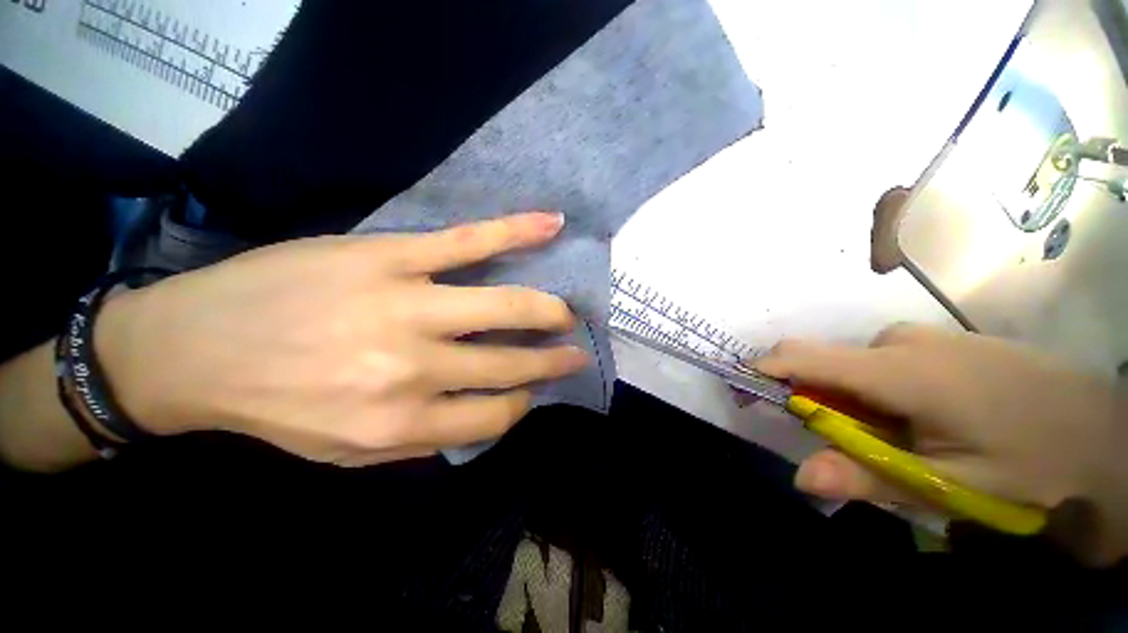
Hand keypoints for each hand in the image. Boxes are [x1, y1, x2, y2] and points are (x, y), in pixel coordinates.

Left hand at [95, 212, 588, 466]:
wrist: (191, 349)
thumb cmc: (274, 405)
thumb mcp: (347, 451)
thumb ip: (425, 438)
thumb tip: (488, 413)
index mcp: (400, 422)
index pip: (494, 415)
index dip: (524, 402)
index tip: (534, 389)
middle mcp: (414, 367)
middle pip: (510, 363)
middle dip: (552, 359)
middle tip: (575, 350)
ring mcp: (407, 304)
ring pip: (504, 305)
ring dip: (548, 310)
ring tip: (568, 313)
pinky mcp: (392, 256)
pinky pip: (469, 241)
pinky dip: (516, 232)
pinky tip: (551, 224)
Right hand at [754, 324, 1126, 562]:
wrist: (1108, 435)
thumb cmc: (1030, 465)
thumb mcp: (947, 486)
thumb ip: (868, 477)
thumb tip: (800, 477)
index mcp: (900, 371)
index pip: (803, 357)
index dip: (763, 369)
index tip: (741, 387)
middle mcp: (902, 342)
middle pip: (827, 363)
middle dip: (816, 398)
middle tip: (846, 443)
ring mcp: (926, 338)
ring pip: (858, 365)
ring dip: (854, 399)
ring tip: (897, 439)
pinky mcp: (943, 342)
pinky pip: (886, 360)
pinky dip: (879, 389)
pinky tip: (924, 418)